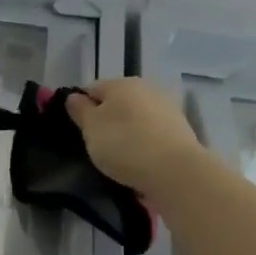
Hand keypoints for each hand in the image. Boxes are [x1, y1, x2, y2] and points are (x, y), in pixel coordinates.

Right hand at [64, 78, 205, 191]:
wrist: (174, 171)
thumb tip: (74, 96)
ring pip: (136, 117)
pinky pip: (152, 133)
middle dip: (106, 120)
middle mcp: (146, 88)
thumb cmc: (124, 144)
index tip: (79, 131)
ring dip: (126, 131)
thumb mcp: (91, 128)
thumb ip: (80, 110)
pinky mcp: (181, 130)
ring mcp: (167, 108)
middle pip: (117, 102)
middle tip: (97, 145)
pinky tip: (140, 160)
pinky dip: (144, 142)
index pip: (91, 89)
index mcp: (121, 83)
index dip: (81, 108)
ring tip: (119, 156)